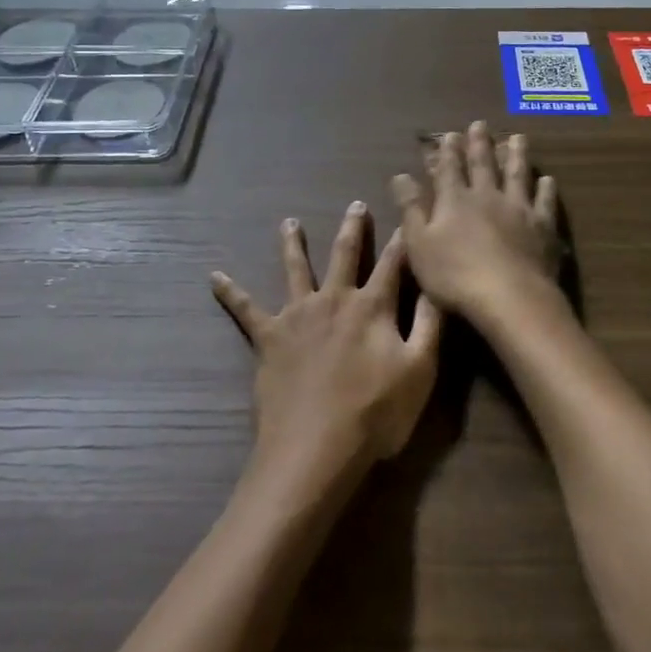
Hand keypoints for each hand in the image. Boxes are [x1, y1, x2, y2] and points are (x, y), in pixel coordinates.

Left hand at [212, 203, 441, 492]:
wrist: (315, 448)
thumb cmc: (375, 413)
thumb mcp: (420, 369)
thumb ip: (430, 323)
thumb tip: (436, 283)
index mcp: (372, 306)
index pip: (393, 264)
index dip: (403, 241)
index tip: (407, 217)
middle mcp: (334, 299)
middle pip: (345, 254)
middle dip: (354, 228)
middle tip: (355, 203)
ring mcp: (298, 315)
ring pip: (296, 269)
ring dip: (294, 244)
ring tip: (289, 223)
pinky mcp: (269, 337)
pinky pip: (246, 310)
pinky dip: (231, 292)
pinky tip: (214, 276)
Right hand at [393, 122, 563, 327]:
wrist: (509, 297)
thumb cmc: (454, 275)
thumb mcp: (419, 244)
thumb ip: (411, 208)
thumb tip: (400, 176)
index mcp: (455, 200)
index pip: (449, 170)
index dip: (448, 152)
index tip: (450, 134)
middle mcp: (487, 196)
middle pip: (483, 165)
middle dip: (479, 144)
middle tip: (480, 124)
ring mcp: (518, 209)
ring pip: (517, 175)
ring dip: (516, 155)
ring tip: (518, 138)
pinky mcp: (542, 227)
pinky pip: (544, 202)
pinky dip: (546, 189)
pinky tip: (548, 180)